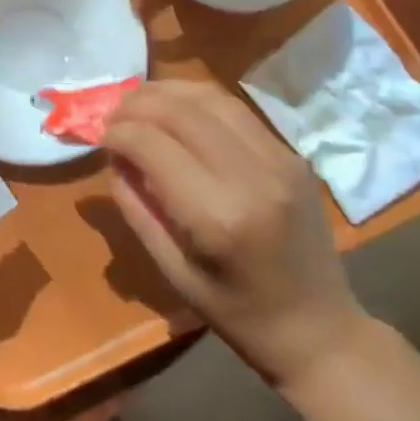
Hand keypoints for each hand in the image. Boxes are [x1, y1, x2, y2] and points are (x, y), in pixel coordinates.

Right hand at [103, 81, 364, 384]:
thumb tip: (115, 157)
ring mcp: (279, 159)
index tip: (100, 138)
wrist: (319, 328)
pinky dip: (197, 101)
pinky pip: (235, 110)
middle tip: (112, 115)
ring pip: (211, 98)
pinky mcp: (292, 154)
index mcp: (217, 217)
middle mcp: (252, 177)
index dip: (118, 133)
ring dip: (167, 92)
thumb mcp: (171, 269)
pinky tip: (177, 109)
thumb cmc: (236, 313)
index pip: (152, 145)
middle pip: (181, 111)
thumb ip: (136, 207)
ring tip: (139, 102)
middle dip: (137, 104)